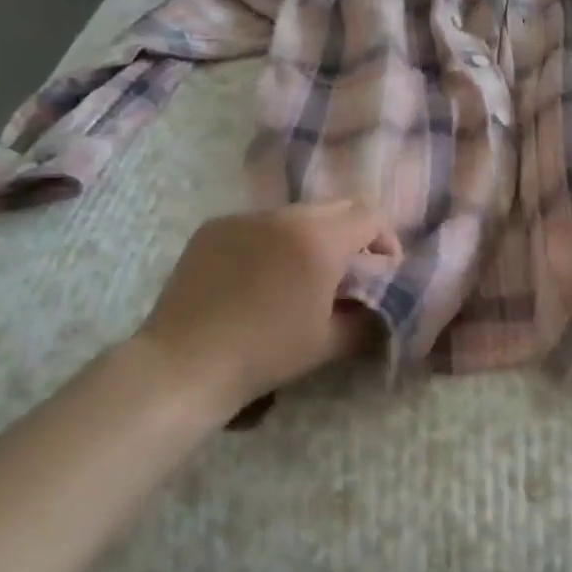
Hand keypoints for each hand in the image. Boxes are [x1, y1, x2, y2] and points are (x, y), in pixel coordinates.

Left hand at [138, 200, 398, 413]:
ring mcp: (245, 217)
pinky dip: (271, 241)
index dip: (386, 239)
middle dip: (351, 234)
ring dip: (310, 236)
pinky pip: (258, 224)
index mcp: (319, 239)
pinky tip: (257, 277)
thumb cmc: (265, 354)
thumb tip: (381, 307)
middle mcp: (284, 215)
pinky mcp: (214, 226)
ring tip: (298, 275)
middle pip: (336, 207)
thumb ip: (367, 318)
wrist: (185, 364)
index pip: (371, 214)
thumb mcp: (329, 342)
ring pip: (295, 214)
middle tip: (347, 271)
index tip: (382, 270)